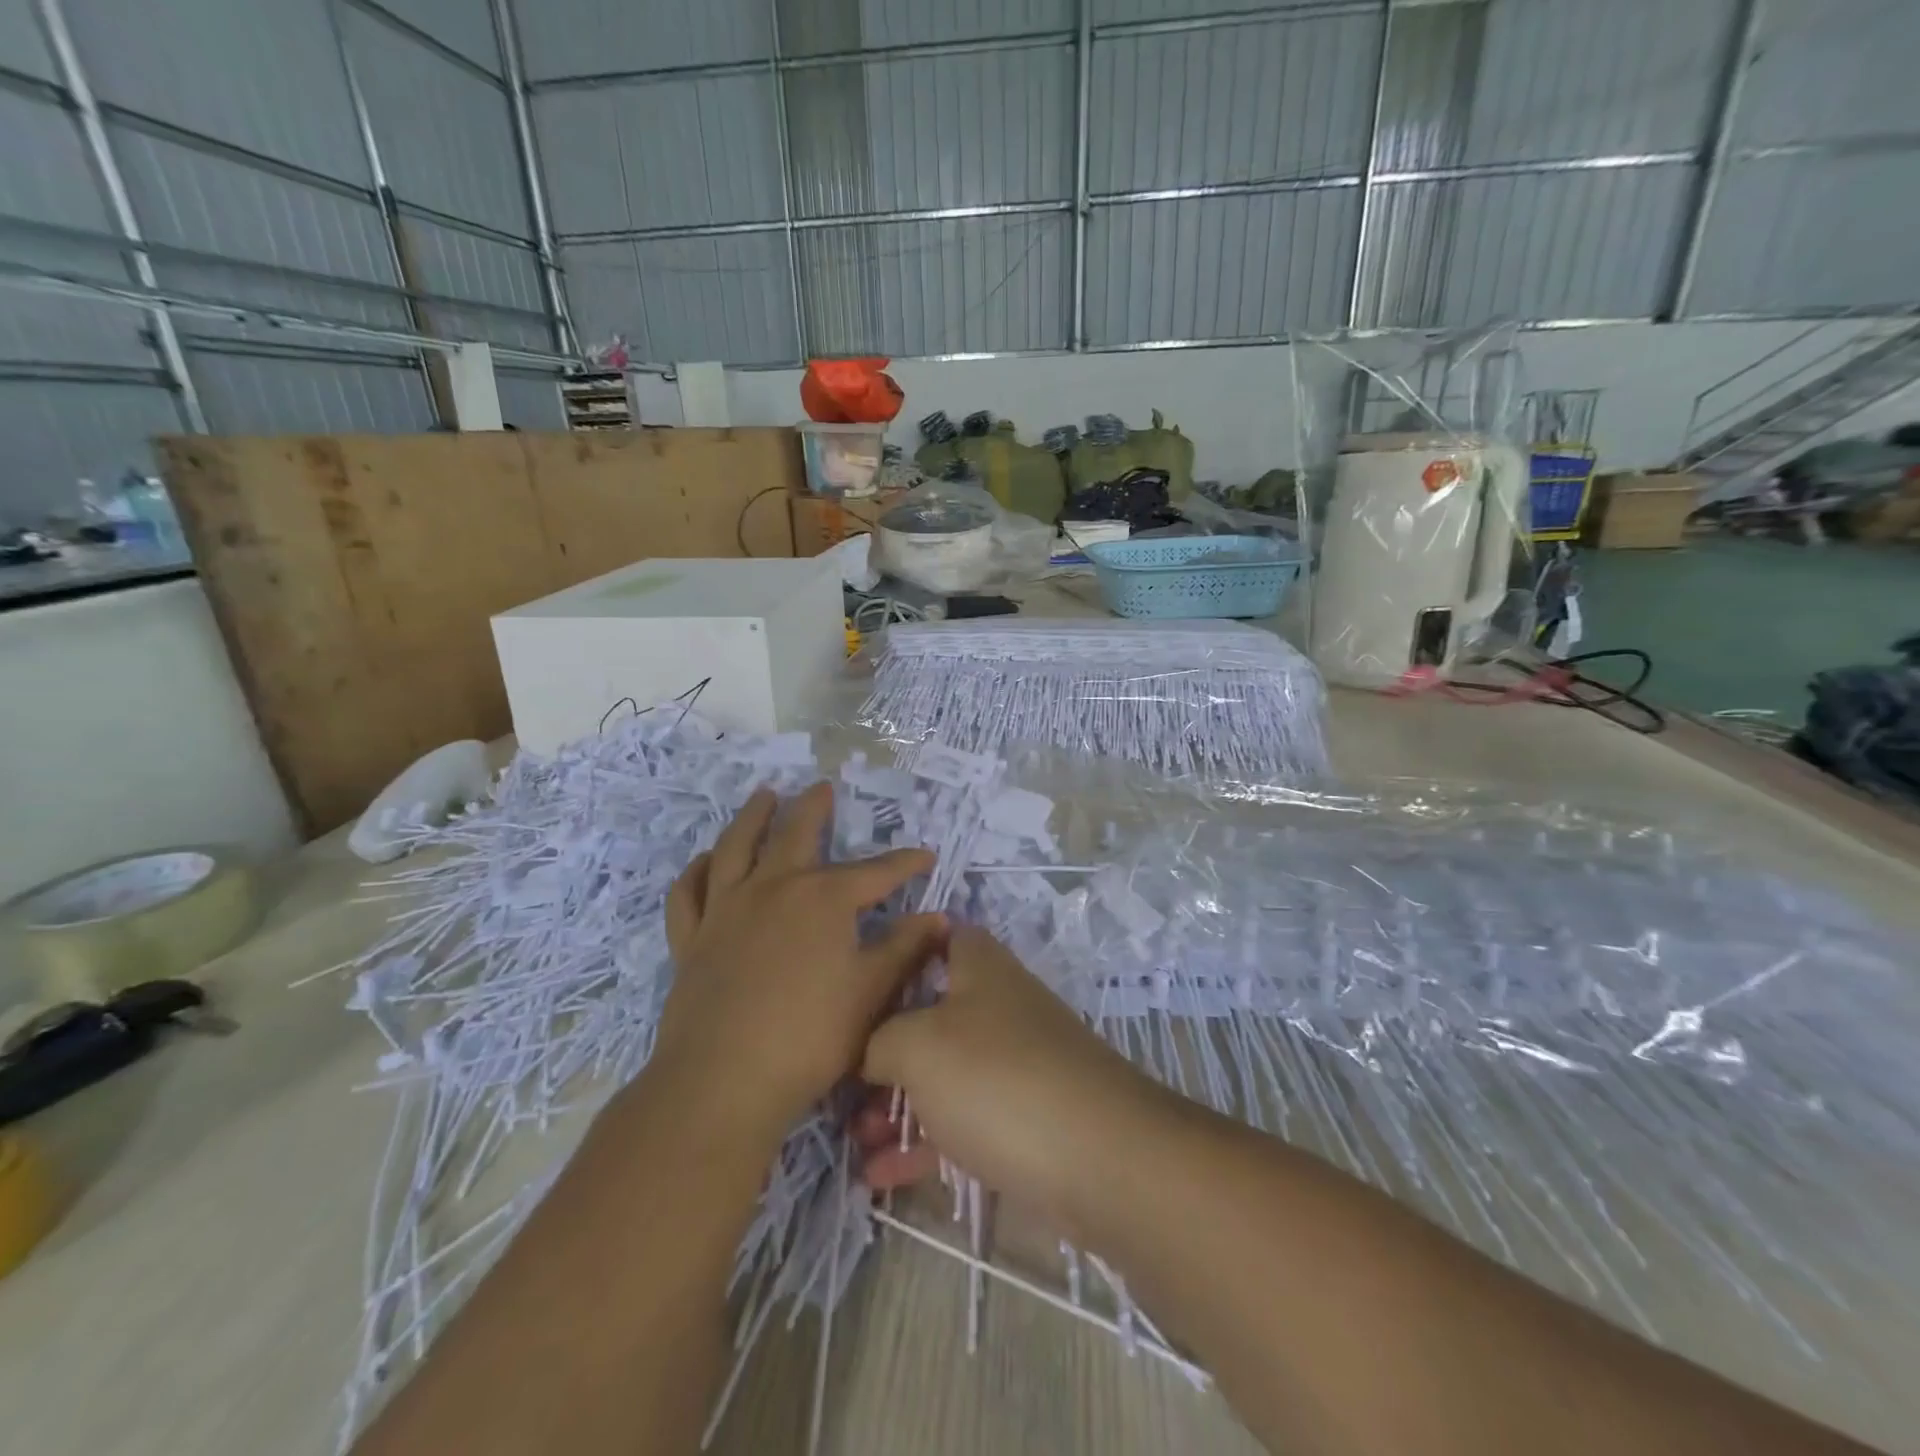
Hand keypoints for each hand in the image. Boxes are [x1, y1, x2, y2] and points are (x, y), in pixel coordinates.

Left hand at [656, 783, 944, 1139]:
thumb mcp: (872, 992)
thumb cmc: (810, 1036)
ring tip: (764, 796)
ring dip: (752, 817)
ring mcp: (726, 910)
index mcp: (823, 899)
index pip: (875, 872)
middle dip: (814, 809)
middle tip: (822, 786)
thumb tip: (938, 917)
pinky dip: (696, 871)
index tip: (925, 856)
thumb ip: (905, 948)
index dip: (904, 862)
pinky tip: (705, 861)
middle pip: (796, 834)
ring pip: (736, 847)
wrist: (723, 1081)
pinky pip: (689, 893)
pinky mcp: (692, 938)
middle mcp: (773, 888)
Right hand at [858, 927, 1161, 1229]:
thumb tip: (871, 1053)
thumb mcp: (917, 1044)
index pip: (941, 937)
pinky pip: (962, 1122)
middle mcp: (999, 1008)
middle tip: (844, 1082)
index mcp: (980, 969)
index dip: (901, 951)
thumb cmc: (997, 1077)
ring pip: (944, 1074)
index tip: (860, 982)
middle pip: (932, 1013)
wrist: (1099, 1158)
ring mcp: (1014, 1065)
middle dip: (885, 1048)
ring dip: (898, 1103)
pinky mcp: (1024, 1120)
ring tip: (855, 1138)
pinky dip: (924, 1144)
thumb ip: (879, 1039)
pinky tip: (879, 1176)